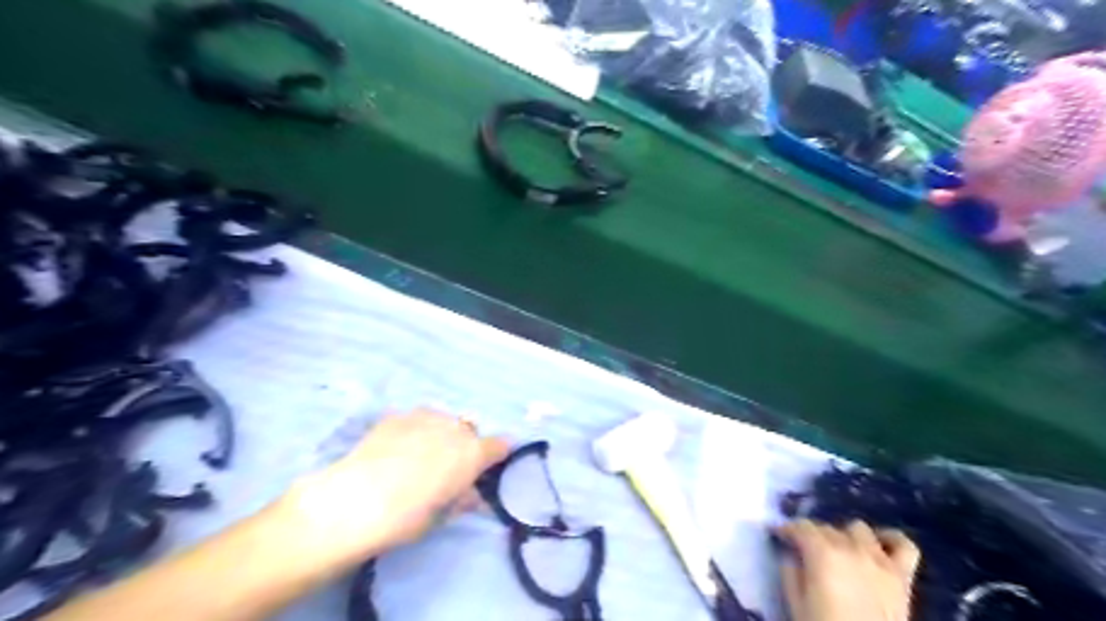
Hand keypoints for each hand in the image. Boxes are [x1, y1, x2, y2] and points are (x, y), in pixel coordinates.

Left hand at [280, 409, 514, 563]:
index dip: (497, 454)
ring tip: (419, 455)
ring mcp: (424, 417)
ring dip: (440, 434)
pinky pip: (415, 420)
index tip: (490, 466)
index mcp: (472, 453)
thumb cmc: (406, 517)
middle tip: (448, 467)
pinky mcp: (396, 416)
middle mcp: (454, 428)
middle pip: (470, 430)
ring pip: (443, 420)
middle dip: (465, 444)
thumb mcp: (441, 515)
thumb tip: (472, 495)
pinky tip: (396, 449)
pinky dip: (414, 431)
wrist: (354, 501)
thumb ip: (463, 499)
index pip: (500, 445)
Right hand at [771, 521, 922, 620]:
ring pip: (859, 529)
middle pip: (827, 527)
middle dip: (813, 535)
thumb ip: (791, 572)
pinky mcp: (902, 576)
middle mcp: (851, 548)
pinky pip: (903, 545)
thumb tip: (791, 555)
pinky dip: (890, 539)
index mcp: (822, 553)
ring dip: (846, 536)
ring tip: (839, 551)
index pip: (800, 526)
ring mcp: (880, 560)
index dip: (787, 529)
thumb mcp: (796, 603)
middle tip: (805, 552)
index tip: (779, 536)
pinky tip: (878, 546)